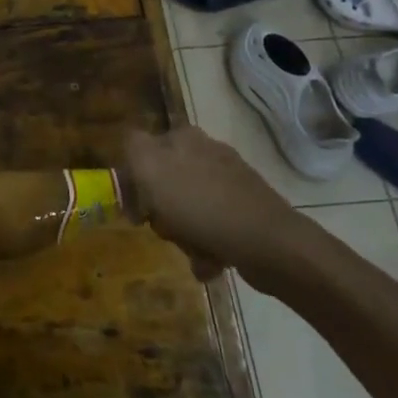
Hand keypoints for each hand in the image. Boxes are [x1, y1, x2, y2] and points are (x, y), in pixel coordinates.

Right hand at [122, 126, 303, 281]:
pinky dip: (207, 246)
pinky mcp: (245, 209)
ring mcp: (228, 181)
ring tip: (192, 251)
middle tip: (164, 229)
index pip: (142, 150)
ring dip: (183, 234)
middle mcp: (206, 152)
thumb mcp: (151, 168)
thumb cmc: (200, 205)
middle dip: (161, 211)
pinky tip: (211, 261)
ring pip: (187, 208)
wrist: (267, 242)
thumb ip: (133, 147)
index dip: (134, 179)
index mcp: (183, 137)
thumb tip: (129, 144)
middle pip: (164, 182)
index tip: (135, 208)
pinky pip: (211, 227)